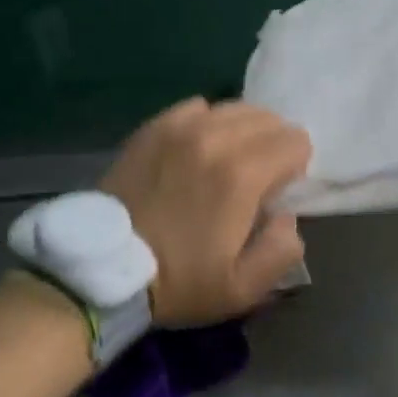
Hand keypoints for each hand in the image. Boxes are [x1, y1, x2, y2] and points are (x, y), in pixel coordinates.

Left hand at [100, 98, 312, 326]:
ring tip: (229, 160)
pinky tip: (198, 148)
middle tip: (256, 179)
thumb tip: (287, 215)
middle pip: (269, 119)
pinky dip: (208, 122)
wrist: (102, 269)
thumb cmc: (177, 282)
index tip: (276, 193)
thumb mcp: (242, 289)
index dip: (295, 167)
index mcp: (242, 174)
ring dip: (244, 131)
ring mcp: (180, 127)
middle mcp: (215, 138)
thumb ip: (282, 250)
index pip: (295, 141)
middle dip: (273, 145)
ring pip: (235, 108)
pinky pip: (198, 107)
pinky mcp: (154, 127)